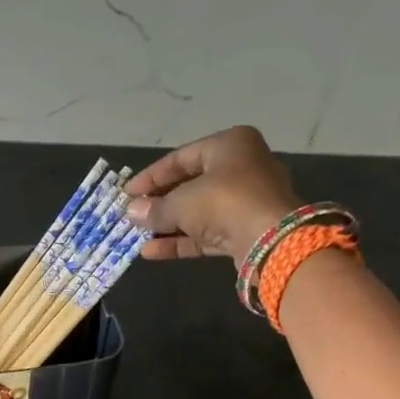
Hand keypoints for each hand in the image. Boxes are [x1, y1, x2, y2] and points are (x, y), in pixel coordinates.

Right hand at [125, 126, 299, 262]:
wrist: (271, 240)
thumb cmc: (224, 201)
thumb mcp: (181, 202)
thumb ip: (155, 208)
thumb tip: (131, 212)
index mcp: (230, 146)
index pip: (181, 158)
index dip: (151, 176)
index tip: (127, 192)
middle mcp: (242, 168)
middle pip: (191, 185)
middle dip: (160, 203)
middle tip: (133, 214)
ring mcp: (246, 202)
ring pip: (199, 212)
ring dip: (168, 225)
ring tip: (137, 235)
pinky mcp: (246, 231)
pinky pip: (208, 233)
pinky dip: (182, 241)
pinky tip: (151, 252)